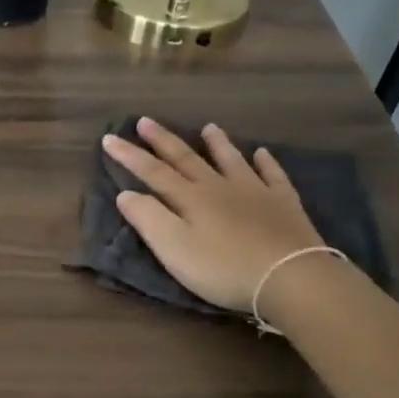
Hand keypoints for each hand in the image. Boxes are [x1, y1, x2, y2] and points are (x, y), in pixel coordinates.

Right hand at [102, 117, 322, 311]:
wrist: (289, 276)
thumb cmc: (223, 268)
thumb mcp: (174, 249)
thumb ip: (148, 219)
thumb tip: (126, 193)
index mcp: (190, 198)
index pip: (152, 172)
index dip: (129, 156)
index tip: (109, 138)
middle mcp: (219, 186)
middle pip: (187, 159)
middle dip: (163, 141)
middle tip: (145, 121)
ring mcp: (255, 191)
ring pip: (231, 160)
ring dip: (217, 143)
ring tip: (208, 126)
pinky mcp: (283, 204)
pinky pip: (273, 175)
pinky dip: (266, 162)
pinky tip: (262, 153)